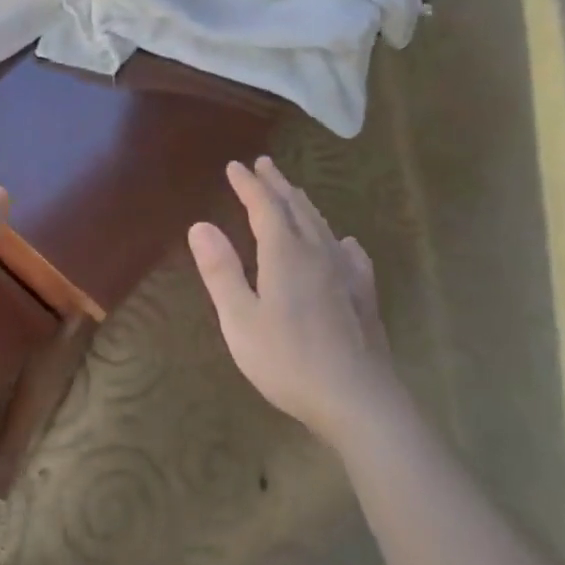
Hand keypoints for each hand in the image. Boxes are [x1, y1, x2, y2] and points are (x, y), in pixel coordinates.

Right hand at [188, 156, 400, 448]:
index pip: (264, 206)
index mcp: (285, 254)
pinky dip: (339, 240)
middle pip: (296, 207)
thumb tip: (200, 225)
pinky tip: (345, 244)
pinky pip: (350, 254)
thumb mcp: (240, 320)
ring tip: (293, 193)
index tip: (235, 166)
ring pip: (322, 226)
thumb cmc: (289, 361)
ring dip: (303, 204)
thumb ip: (221, 271)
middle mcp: (317, 252)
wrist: (358, 399)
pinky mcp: (364, 295)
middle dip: (277, 184)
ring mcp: (345, 273)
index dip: (248, 185)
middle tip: (264, 165)